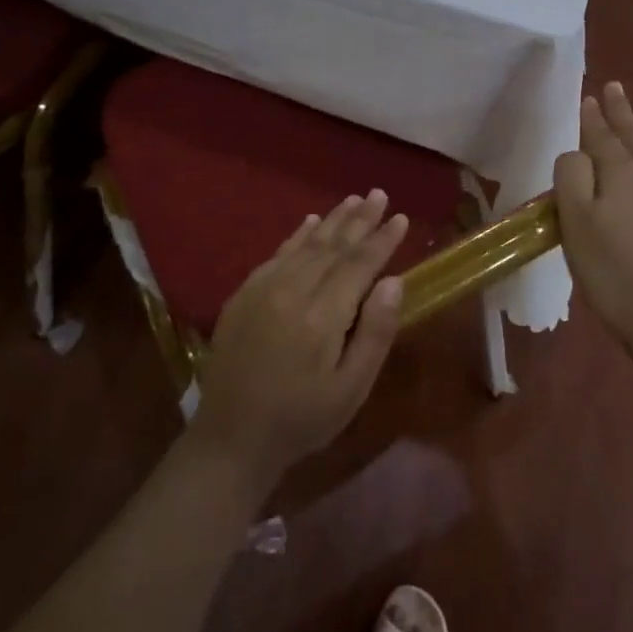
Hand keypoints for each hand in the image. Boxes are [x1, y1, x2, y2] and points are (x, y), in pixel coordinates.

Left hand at [189, 190, 408, 492]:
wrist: (231, 438)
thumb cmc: (301, 419)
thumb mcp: (350, 390)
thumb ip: (374, 333)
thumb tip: (394, 282)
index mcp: (322, 316)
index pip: (359, 265)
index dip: (382, 240)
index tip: (401, 218)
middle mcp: (292, 291)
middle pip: (333, 246)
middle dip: (360, 219)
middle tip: (379, 193)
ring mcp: (263, 288)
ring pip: (306, 244)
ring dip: (333, 220)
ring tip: (353, 199)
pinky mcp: (244, 293)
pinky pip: (278, 254)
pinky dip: (298, 235)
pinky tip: (311, 221)